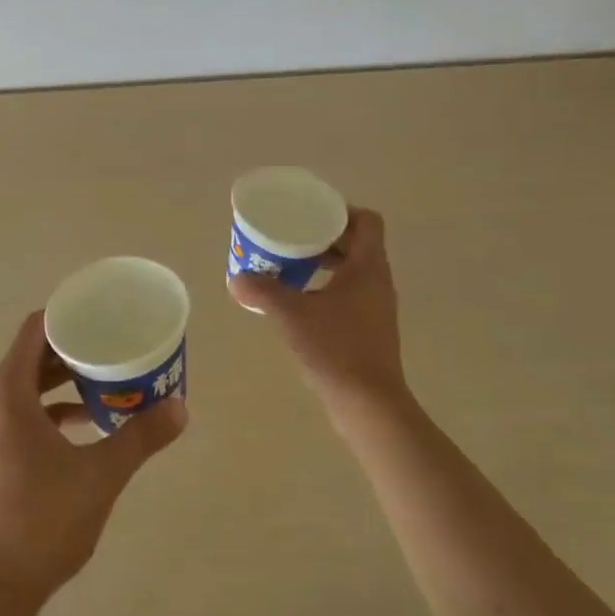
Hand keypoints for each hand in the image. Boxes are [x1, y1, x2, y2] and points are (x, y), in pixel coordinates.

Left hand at [0, 312, 186, 611]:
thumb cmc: (41, 521)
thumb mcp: (100, 475)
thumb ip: (140, 437)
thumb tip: (182, 407)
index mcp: (8, 392)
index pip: (37, 329)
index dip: (70, 314)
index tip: (107, 313)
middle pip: (34, 355)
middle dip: (76, 348)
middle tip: (119, 344)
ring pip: (30, 387)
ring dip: (67, 380)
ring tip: (112, 380)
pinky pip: (25, 414)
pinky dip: (55, 409)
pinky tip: (90, 424)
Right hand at [228, 207, 410, 410]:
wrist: (368, 403)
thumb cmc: (335, 349)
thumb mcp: (291, 315)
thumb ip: (262, 292)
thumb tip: (236, 279)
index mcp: (368, 267)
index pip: (366, 222)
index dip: (341, 212)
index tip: (310, 216)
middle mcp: (378, 282)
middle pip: (357, 244)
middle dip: (324, 238)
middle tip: (291, 238)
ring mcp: (376, 308)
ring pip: (353, 271)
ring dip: (324, 264)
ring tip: (290, 268)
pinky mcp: (370, 330)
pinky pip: (349, 295)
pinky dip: (326, 289)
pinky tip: (299, 303)